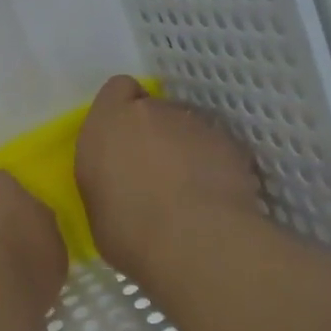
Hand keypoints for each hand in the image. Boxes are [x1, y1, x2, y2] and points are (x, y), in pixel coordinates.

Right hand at [77, 75, 262, 277]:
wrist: (194, 241)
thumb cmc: (127, 230)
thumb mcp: (97, 206)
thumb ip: (108, 177)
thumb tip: (123, 182)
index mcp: (107, 123)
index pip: (117, 89)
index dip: (122, 110)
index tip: (123, 140)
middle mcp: (152, 112)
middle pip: (155, 110)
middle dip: (155, 133)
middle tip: (155, 173)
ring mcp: (197, 124)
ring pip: (189, 128)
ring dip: (187, 149)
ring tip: (189, 189)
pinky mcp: (233, 143)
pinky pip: (218, 148)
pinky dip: (215, 165)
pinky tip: (214, 198)